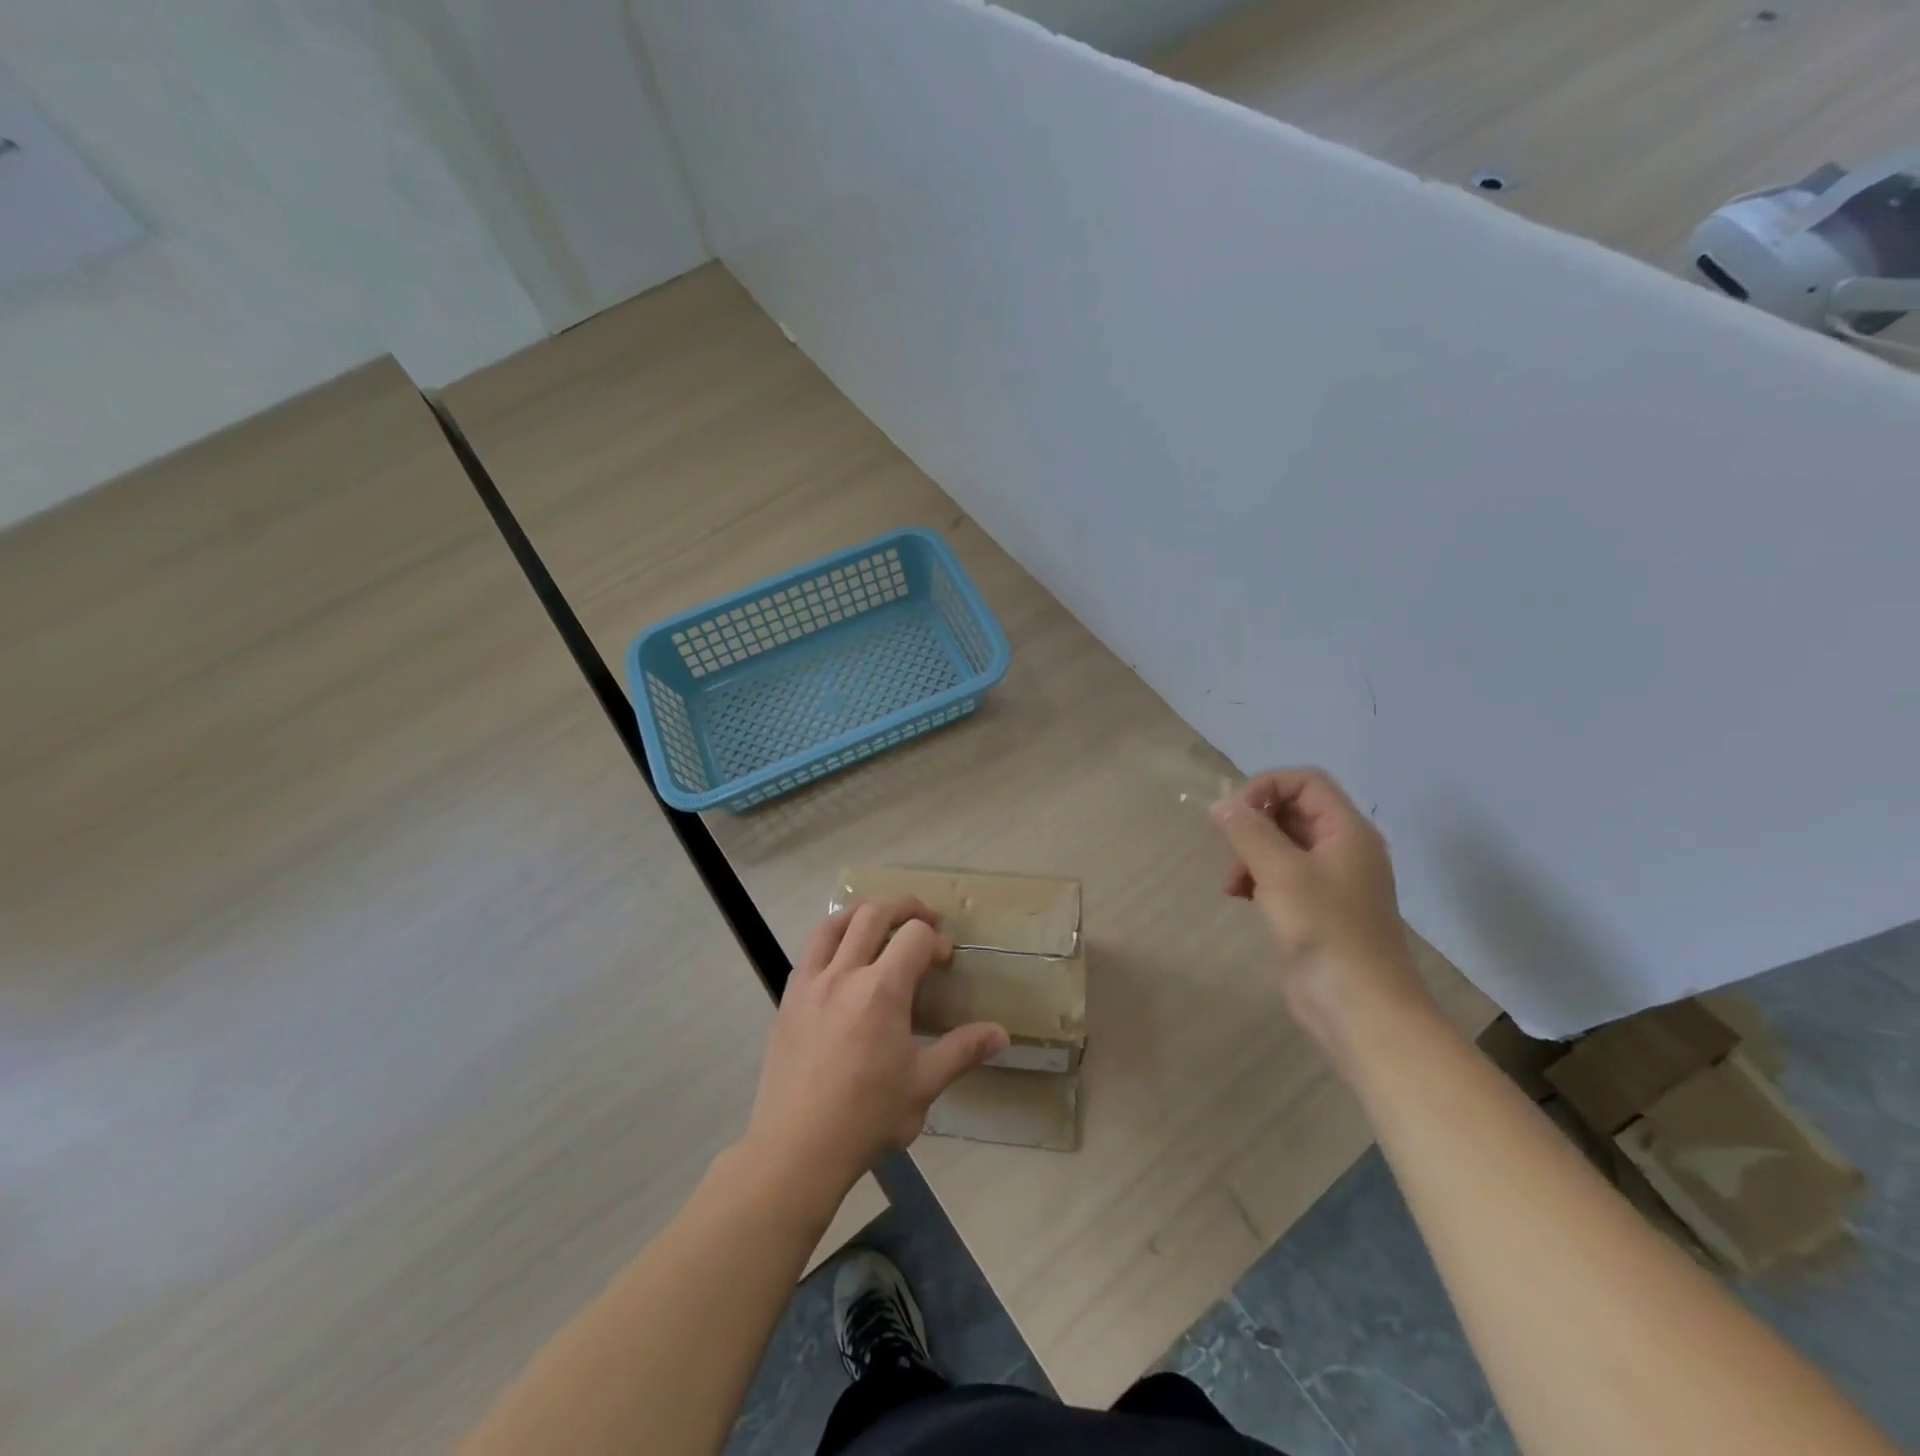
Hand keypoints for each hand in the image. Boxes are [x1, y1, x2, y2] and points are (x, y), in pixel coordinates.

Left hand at [743, 898, 1008, 1198]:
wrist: (796, 1148)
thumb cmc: (866, 1117)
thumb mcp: (923, 1085)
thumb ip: (962, 1051)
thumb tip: (1001, 1034)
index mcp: (882, 990)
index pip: (914, 936)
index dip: (935, 939)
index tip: (944, 959)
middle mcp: (844, 974)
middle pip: (873, 914)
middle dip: (904, 908)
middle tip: (923, 918)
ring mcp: (810, 984)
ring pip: (833, 924)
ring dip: (861, 913)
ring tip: (879, 921)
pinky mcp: (788, 1000)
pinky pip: (809, 952)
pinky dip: (831, 939)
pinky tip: (841, 960)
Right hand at [1212, 768, 1433, 1051]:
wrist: (1359, 1007)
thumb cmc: (1325, 929)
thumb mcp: (1281, 872)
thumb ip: (1248, 831)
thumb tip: (1220, 804)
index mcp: (1346, 831)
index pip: (1305, 781)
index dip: (1266, 787)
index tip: (1235, 815)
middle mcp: (1342, 849)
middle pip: (1291, 811)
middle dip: (1254, 825)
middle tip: (1232, 851)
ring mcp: (1330, 881)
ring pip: (1281, 844)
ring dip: (1249, 854)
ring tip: (1232, 883)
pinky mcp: (1315, 909)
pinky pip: (1280, 876)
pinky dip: (1256, 878)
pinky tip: (1240, 898)